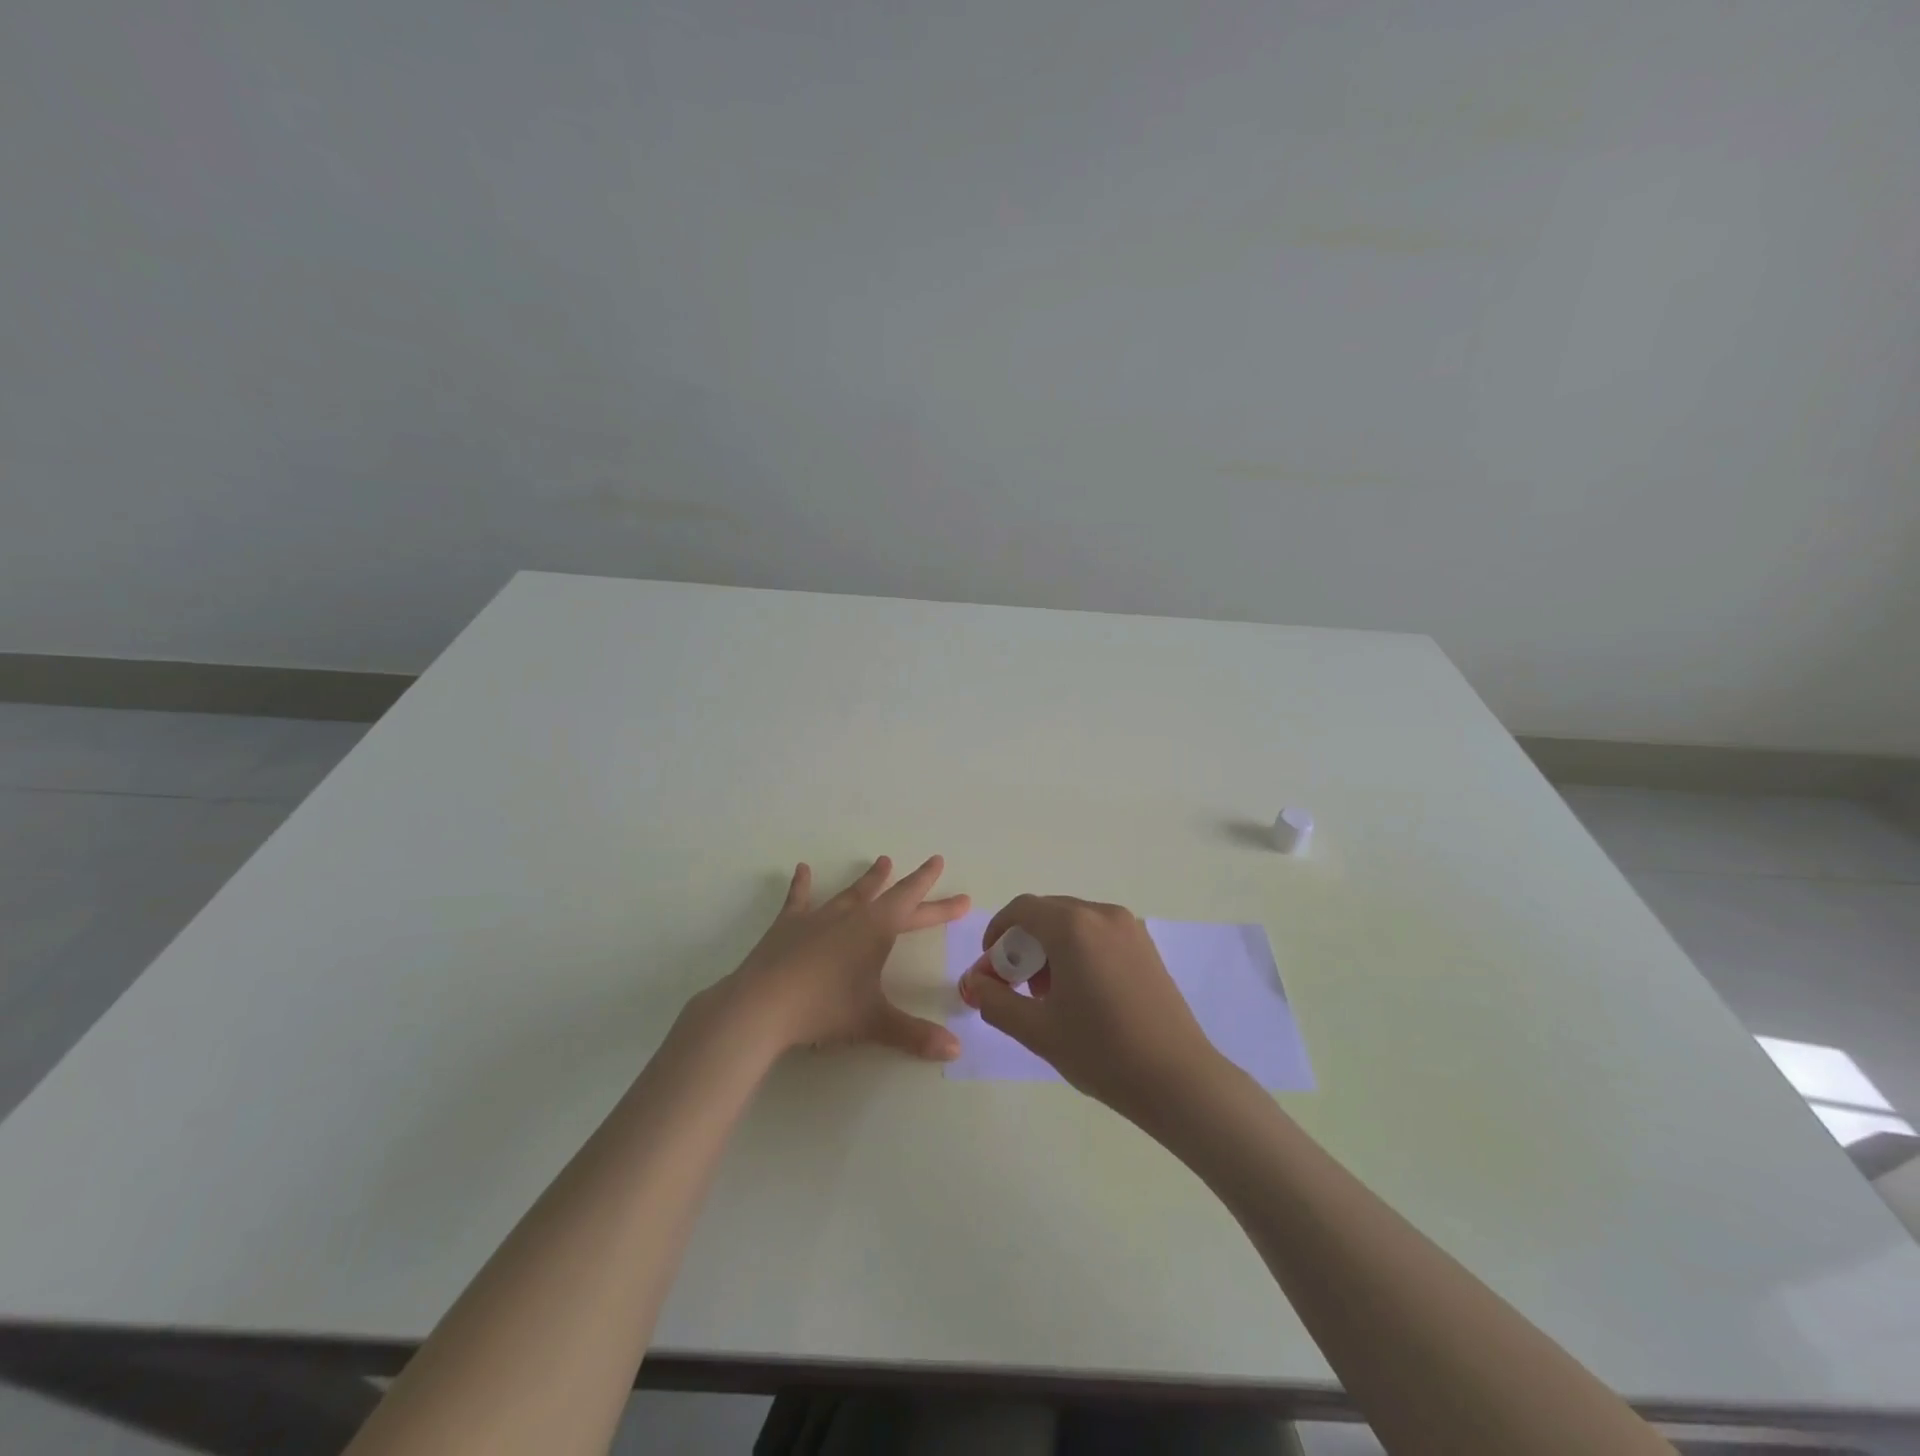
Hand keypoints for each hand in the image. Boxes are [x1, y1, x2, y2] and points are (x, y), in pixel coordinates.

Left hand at [715, 856, 969, 1061]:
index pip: (915, 907)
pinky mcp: (788, 925)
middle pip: (890, 895)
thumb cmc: (824, 1009)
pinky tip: (802, 869)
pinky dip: (803, 884)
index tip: (957, 887)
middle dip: (914, 883)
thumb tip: (956, 1050)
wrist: (762, 1005)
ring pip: (851, 892)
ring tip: (882, 861)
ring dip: (869, 879)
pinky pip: (799, 899)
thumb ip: (915, 1034)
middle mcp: (851, 916)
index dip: (939, 901)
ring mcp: (818, 917)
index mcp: (876, 930)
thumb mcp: (874, 1022)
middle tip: (933, 863)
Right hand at [959, 895, 1222, 1122]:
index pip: (1022, 909)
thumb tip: (973, 982)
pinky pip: (1099, 934)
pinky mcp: (1147, 946)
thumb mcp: (1037, 1030)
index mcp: (1073, 926)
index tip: (991, 966)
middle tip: (1015, 985)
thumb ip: (995, 1000)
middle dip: (1024, 943)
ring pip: (1075, 923)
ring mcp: (1130, 928)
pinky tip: (1083, 993)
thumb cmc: (1101, 1051)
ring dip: (1051, 947)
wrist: (1178, 1079)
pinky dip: (1079, 950)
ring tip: (1049, 994)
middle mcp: (1102, 914)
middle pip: (1048, 913)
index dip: (997, 932)